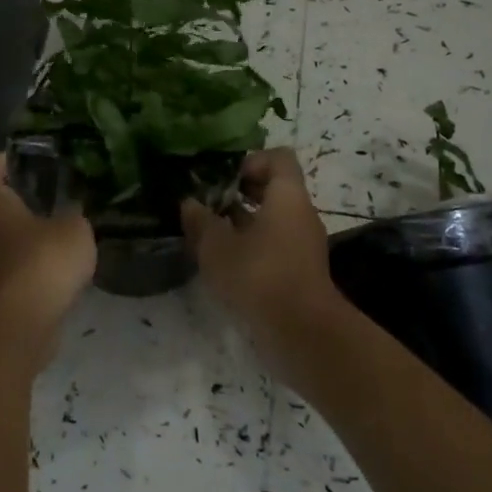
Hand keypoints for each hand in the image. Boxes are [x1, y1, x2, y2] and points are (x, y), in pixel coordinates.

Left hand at [0, 153, 95, 353]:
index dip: (6, 158)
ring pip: (15, 233)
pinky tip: (71, 255)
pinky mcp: (9, 289)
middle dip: (28, 193)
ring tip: (73, 217)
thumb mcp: (74, 227)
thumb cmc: (42, 262)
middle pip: (1, 202)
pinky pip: (26, 262)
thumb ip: (76, 211)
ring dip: (38, 226)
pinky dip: (44, 257)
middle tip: (63, 183)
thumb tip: (76, 205)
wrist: (22, 326)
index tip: (34, 154)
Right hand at [181, 149, 349, 384]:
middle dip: (239, 193)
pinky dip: (251, 246)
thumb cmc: (259, 276)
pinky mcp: (299, 270)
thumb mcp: (217, 247)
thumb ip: (201, 221)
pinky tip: (224, 262)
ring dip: (242, 222)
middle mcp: (300, 214)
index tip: (223, 178)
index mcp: (287, 196)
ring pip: (272, 219)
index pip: (278, 158)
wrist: (302, 333)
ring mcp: (303, 244)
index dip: (251, 161)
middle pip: (274, 188)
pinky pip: (274, 245)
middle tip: (208, 203)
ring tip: (209, 233)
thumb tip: (189, 204)